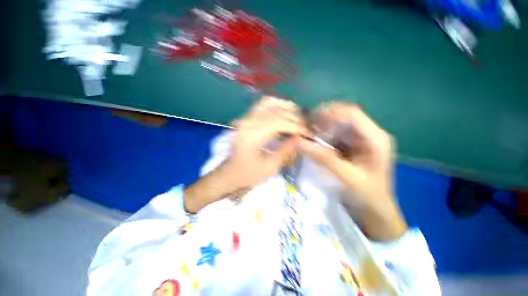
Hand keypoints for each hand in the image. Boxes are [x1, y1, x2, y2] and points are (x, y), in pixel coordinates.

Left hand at [184, 97, 305, 212]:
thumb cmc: (248, 175)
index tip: (308, 133)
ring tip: (298, 116)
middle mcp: (247, 123)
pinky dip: (276, 105)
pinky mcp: (246, 119)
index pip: (278, 123)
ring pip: (269, 103)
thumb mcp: (269, 167)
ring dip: (286, 108)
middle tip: (306, 126)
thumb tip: (300, 137)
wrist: (229, 173)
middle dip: (294, 118)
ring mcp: (245, 118)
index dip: (296, 127)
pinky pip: (262, 105)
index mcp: (251, 136)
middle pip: (275, 112)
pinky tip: (285, 111)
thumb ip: (285, 150)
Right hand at [299, 103, 406, 240]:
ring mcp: (359, 139)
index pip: (352, 113)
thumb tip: (298, 142)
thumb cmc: (367, 195)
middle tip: (307, 128)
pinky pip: (334, 134)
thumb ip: (322, 158)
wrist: (374, 209)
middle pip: (344, 115)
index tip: (311, 123)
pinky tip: (314, 141)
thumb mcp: (346, 176)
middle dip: (323, 119)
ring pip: (337, 124)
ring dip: (322, 127)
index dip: (330, 113)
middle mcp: (368, 133)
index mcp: (375, 138)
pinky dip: (323, 135)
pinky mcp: (351, 145)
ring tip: (308, 134)